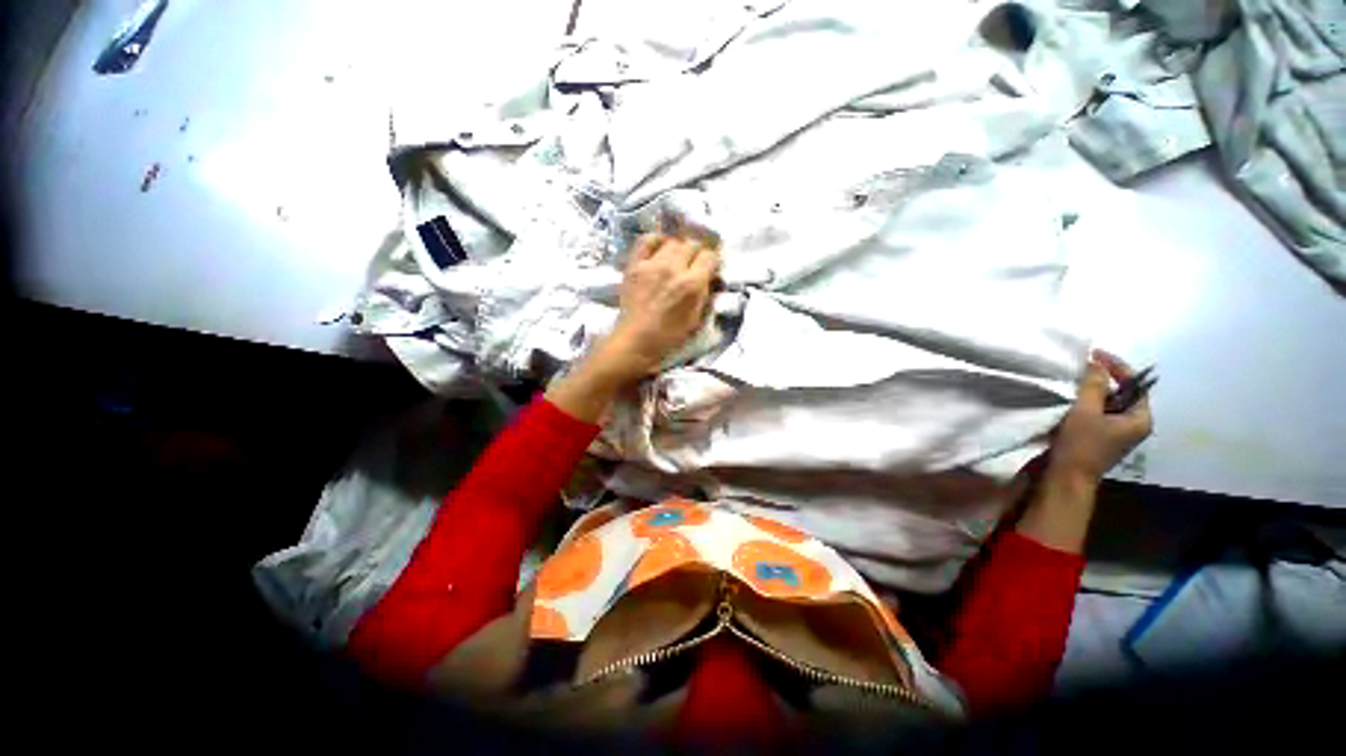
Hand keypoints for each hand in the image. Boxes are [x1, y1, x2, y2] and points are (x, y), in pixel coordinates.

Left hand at [591, 234, 720, 382]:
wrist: (636, 341)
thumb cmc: (669, 336)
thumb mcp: (697, 319)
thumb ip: (705, 294)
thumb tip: (710, 277)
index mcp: (692, 284)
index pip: (709, 256)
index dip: (712, 261)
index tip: (709, 268)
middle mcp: (674, 268)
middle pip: (692, 244)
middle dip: (697, 253)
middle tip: (693, 265)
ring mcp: (652, 264)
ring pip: (672, 241)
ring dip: (678, 249)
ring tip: (676, 260)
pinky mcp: (634, 265)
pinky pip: (647, 240)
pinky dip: (656, 241)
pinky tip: (659, 249)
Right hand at [1048, 349, 1153, 484]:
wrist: (1066, 478)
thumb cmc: (1080, 445)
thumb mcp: (1085, 411)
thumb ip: (1093, 385)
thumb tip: (1095, 363)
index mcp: (1140, 419)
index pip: (1135, 383)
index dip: (1116, 366)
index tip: (1094, 354)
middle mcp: (1133, 425)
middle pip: (1122, 392)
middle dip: (1102, 379)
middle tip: (1081, 368)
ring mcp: (1116, 433)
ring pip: (1107, 403)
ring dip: (1091, 391)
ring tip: (1072, 382)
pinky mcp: (1099, 438)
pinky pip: (1097, 413)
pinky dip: (1085, 404)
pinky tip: (1069, 400)